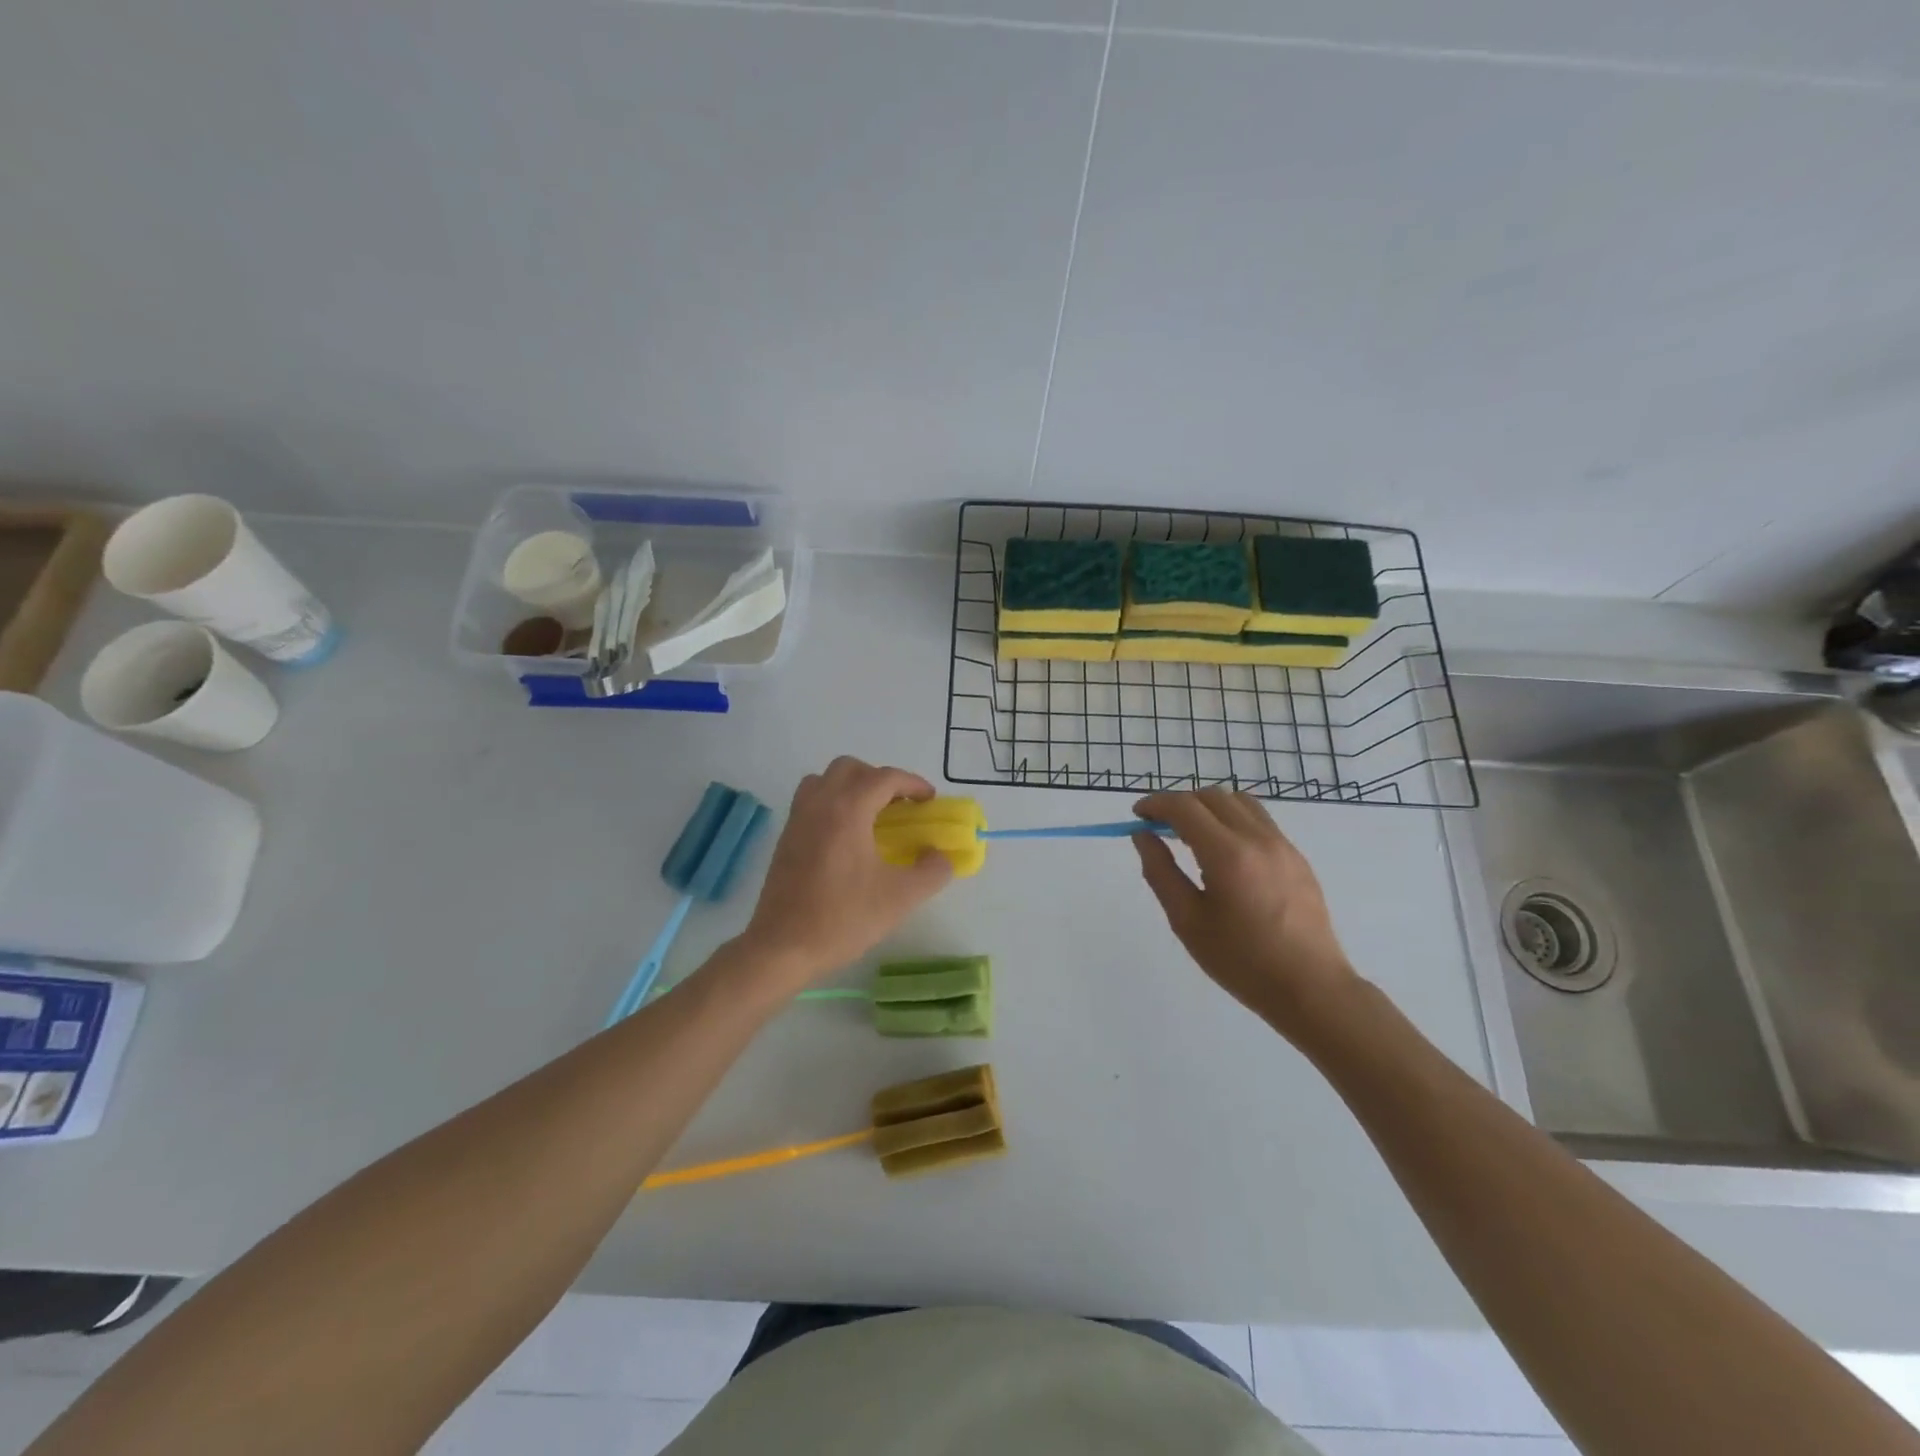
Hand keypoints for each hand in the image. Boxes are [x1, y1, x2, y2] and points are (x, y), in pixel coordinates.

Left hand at [738, 757, 952, 986]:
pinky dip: (832, 803)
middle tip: (899, 806)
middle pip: (850, 768)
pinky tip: (846, 838)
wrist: (782, 947)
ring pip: (824, 780)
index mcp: (848, 810)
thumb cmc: (843, 918)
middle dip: (879, 779)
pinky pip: (811, 800)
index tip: (929, 801)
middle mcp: (819, 804)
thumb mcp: (901, 898)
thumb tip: (941, 856)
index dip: (912, 784)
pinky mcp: (785, 837)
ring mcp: (797, 819)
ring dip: (851, 786)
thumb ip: (932, 871)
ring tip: (870, 816)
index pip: (884, 778)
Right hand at [1132, 789, 1359, 1037]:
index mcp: (1227, 855)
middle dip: (1179, 803)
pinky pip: (1259, 820)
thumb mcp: (1187, 921)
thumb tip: (1143, 836)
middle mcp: (1257, 839)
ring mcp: (1282, 845)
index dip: (1155, 805)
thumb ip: (1160, 872)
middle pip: (1211, 796)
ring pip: (1239, 802)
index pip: (1184, 807)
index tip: (1137, 817)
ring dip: (1208, 807)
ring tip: (1191, 835)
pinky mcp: (1297, 857)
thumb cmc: (1241, 961)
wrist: (1311, 988)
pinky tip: (1223, 852)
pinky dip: (1232, 819)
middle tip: (1159, 828)